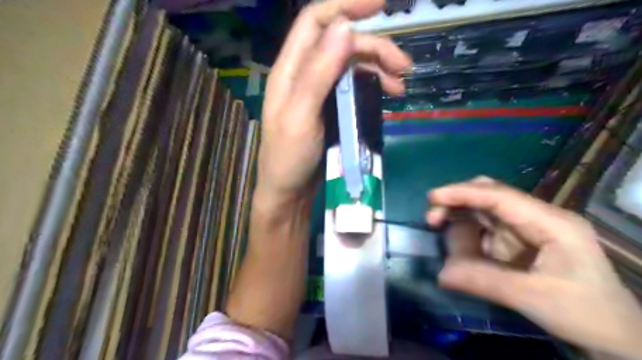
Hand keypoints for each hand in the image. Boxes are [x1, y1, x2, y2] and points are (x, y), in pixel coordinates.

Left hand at [256, 0, 410, 203]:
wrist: (289, 192)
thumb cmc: (288, 158)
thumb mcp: (300, 116)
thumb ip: (318, 73)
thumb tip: (344, 28)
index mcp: (290, 70)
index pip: (315, 22)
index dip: (345, 5)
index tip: (380, 3)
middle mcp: (304, 75)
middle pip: (341, 43)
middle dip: (374, 48)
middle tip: (404, 67)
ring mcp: (319, 92)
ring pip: (351, 65)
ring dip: (378, 68)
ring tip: (400, 85)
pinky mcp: (331, 108)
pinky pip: (354, 87)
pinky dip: (372, 86)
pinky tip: (387, 95)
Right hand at [425, 178, 641, 359]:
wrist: (616, 335)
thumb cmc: (585, 313)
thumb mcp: (534, 298)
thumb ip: (485, 281)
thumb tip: (441, 274)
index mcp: (551, 222)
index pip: (500, 196)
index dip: (464, 193)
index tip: (433, 197)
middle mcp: (536, 217)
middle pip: (490, 195)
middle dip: (458, 202)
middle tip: (433, 218)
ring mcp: (526, 229)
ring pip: (484, 211)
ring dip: (459, 218)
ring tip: (439, 232)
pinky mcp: (517, 242)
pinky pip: (485, 230)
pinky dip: (467, 236)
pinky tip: (458, 249)